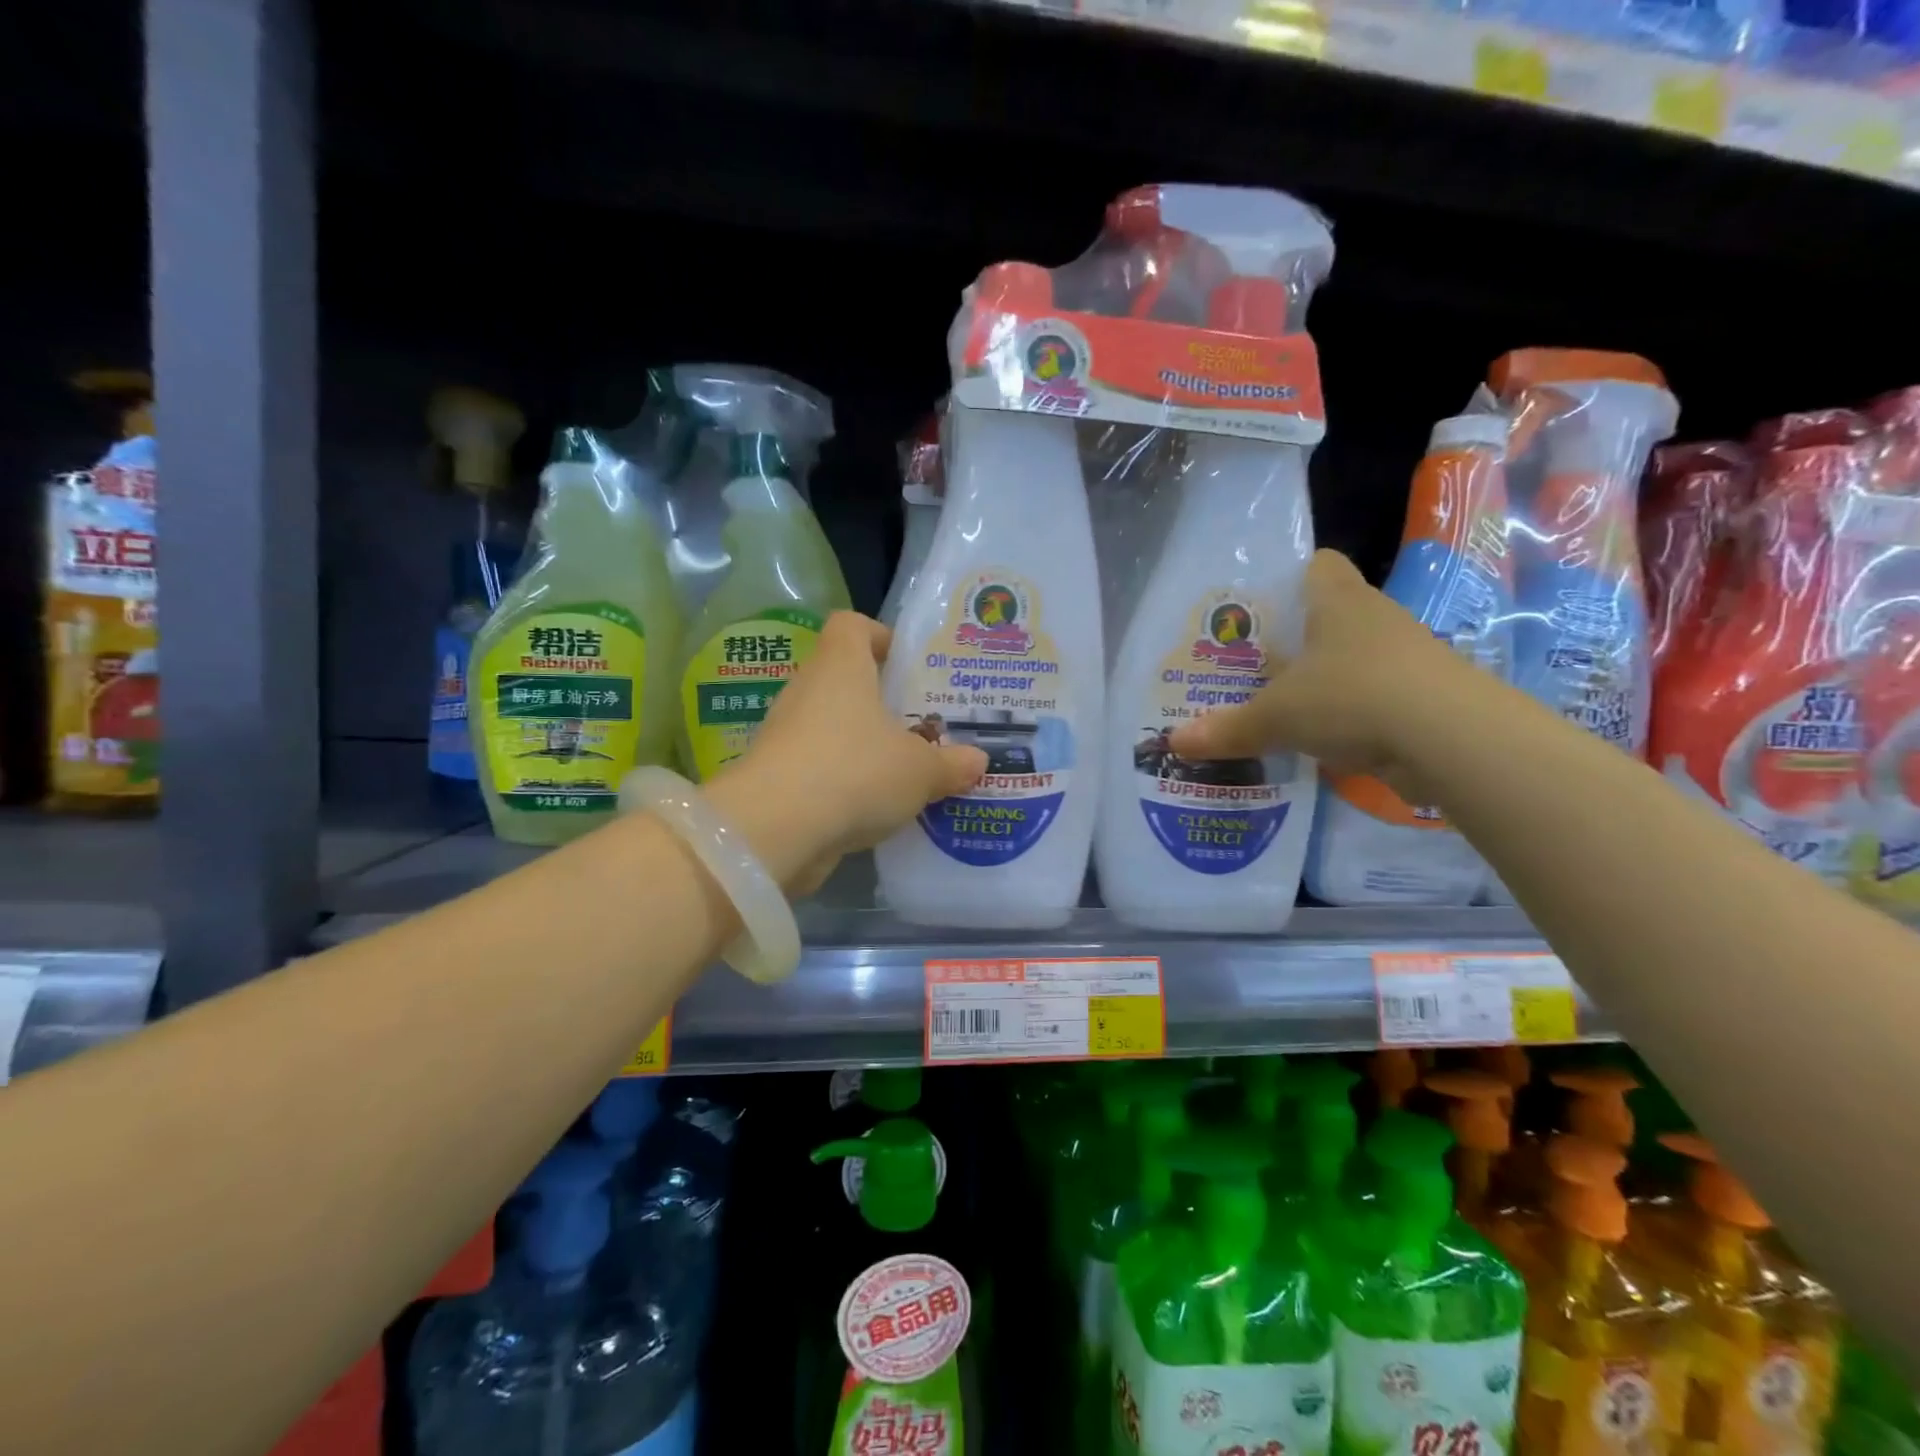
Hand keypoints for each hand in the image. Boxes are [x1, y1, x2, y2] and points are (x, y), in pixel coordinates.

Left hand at [712, 611, 986, 891]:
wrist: (775, 830)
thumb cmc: (854, 772)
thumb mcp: (920, 770)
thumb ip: (951, 763)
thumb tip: (978, 759)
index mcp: (840, 667)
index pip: (851, 625)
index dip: (880, 636)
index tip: (907, 665)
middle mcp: (808, 691)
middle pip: (845, 679)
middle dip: (883, 701)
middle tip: (923, 725)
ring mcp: (787, 734)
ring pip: (833, 726)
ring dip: (865, 744)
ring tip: (906, 770)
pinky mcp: (777, 776)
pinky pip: (820, 766)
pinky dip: (845, 780)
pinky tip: (876, 806)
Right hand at [1168, 549, 1479, 800]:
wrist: (1451, 741)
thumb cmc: (1352, 699)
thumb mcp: (1276, 716)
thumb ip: (1226, 729)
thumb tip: (1172, 744)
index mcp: (1338, 602)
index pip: (1318, 564)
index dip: (1289, 577)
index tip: (1259, 608)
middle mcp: (1375, 619)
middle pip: (1331, 615)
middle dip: (1295, 638)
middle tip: (1252, 665)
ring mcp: (1405, 658)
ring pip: (1353, 658)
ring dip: (1323, 679)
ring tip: (1280, 705)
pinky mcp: (1423, 696)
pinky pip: (1373, 696)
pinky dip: (1349, 714)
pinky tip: (1320, 739)